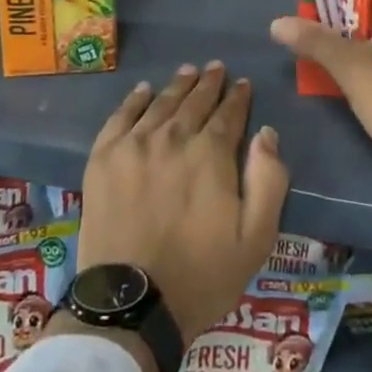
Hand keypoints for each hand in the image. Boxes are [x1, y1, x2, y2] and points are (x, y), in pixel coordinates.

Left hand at [76, 63, 288, 352]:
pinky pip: (121, 116)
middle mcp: (173, 138)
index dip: (238, 97)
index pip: (229, 114)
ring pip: (161, 103)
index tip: (243, 84)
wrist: (131, 303)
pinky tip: (143, 90)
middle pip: (194, 101)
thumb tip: (266, 133)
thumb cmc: (201, 276)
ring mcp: (134, 145)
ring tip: (188, 72)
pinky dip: (134, 100)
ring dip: (177, 85)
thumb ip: (269, 181)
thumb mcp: (255, 238)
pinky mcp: (103, 158)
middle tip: (216, 68)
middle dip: (209, 84)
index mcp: (211, 155)